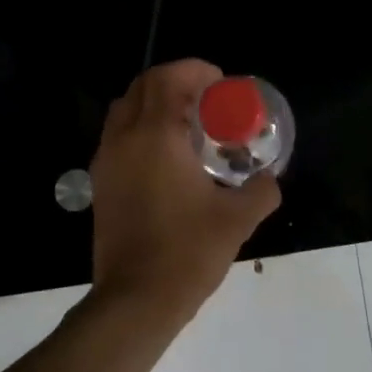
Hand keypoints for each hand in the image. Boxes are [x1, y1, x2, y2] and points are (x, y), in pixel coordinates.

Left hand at [88, 60, 280, 318]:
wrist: (136, 301)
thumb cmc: (188, 253)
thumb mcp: (238, 219)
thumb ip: (262, 190)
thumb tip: (270, 178)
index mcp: (156, 137)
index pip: (168, 78)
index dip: (196, 70)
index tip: (221, 84)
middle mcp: (124, 139)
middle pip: (143, 86)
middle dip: (175, 82)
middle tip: (207, 100)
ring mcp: (106, 162)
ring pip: (125, 109)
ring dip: (155, 104)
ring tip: (187, 125)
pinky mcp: (101, 184)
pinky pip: (118, 136)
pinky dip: (141, 129)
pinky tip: (168, 158)